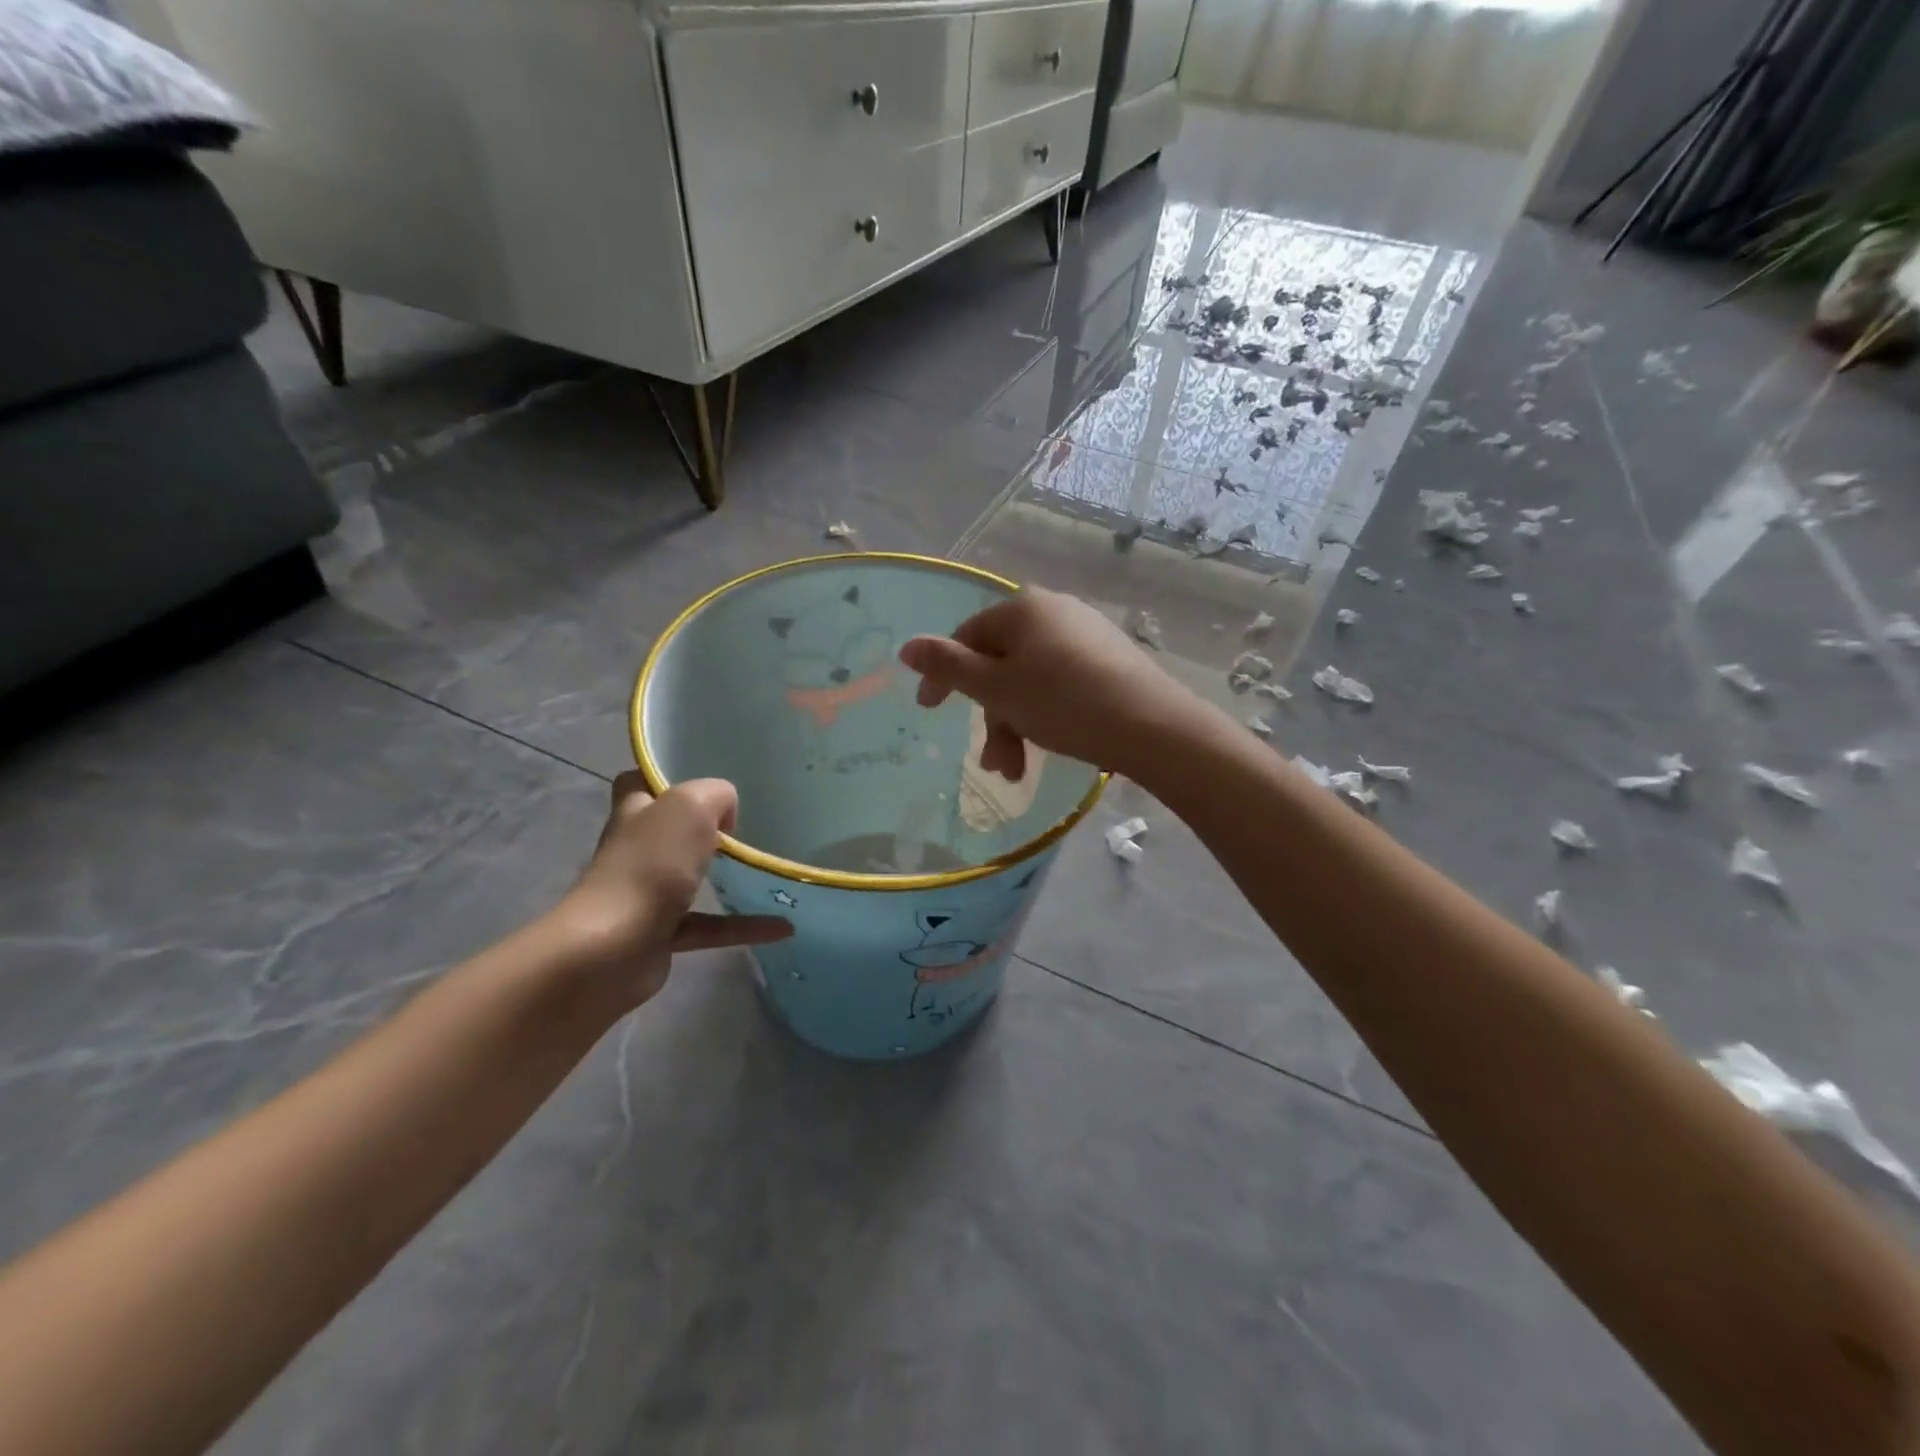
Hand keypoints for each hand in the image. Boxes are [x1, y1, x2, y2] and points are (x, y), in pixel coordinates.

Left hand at [556, 774, 790, 1009]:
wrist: (612, 950)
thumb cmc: (650, 866)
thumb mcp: (691, 806)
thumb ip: (716, 795)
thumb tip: (725, 815)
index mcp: (635, 811)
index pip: (641, 781)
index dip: (666, 776)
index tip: (706, 779)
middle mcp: (636, 848)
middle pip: (669, 828)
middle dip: (703, 825)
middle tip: (747, 823)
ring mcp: (646, 893)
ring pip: (691, 876)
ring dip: (727, 875)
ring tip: (769, 870)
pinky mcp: (661, 934)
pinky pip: (711, 926)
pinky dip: (745, 926)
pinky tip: (784, 927)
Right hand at [899, 587, 1195, 781]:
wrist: (1153, 726)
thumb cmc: (1063, 703)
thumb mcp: (997, 689)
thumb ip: (948, 667)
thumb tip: (907, 646)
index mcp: (1023, 608)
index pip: (967, 637)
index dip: (943, 676)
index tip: (928, 711)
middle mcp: (1054, 611)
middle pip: (1001, 664)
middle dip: (991, 717)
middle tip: (993, 762)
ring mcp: (1086, 635)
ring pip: (1030, 681)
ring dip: (1016, 726)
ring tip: (1018, 770)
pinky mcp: (1109, 660)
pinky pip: (1060, 685)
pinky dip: (1046, 717)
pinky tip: (1052, 747)